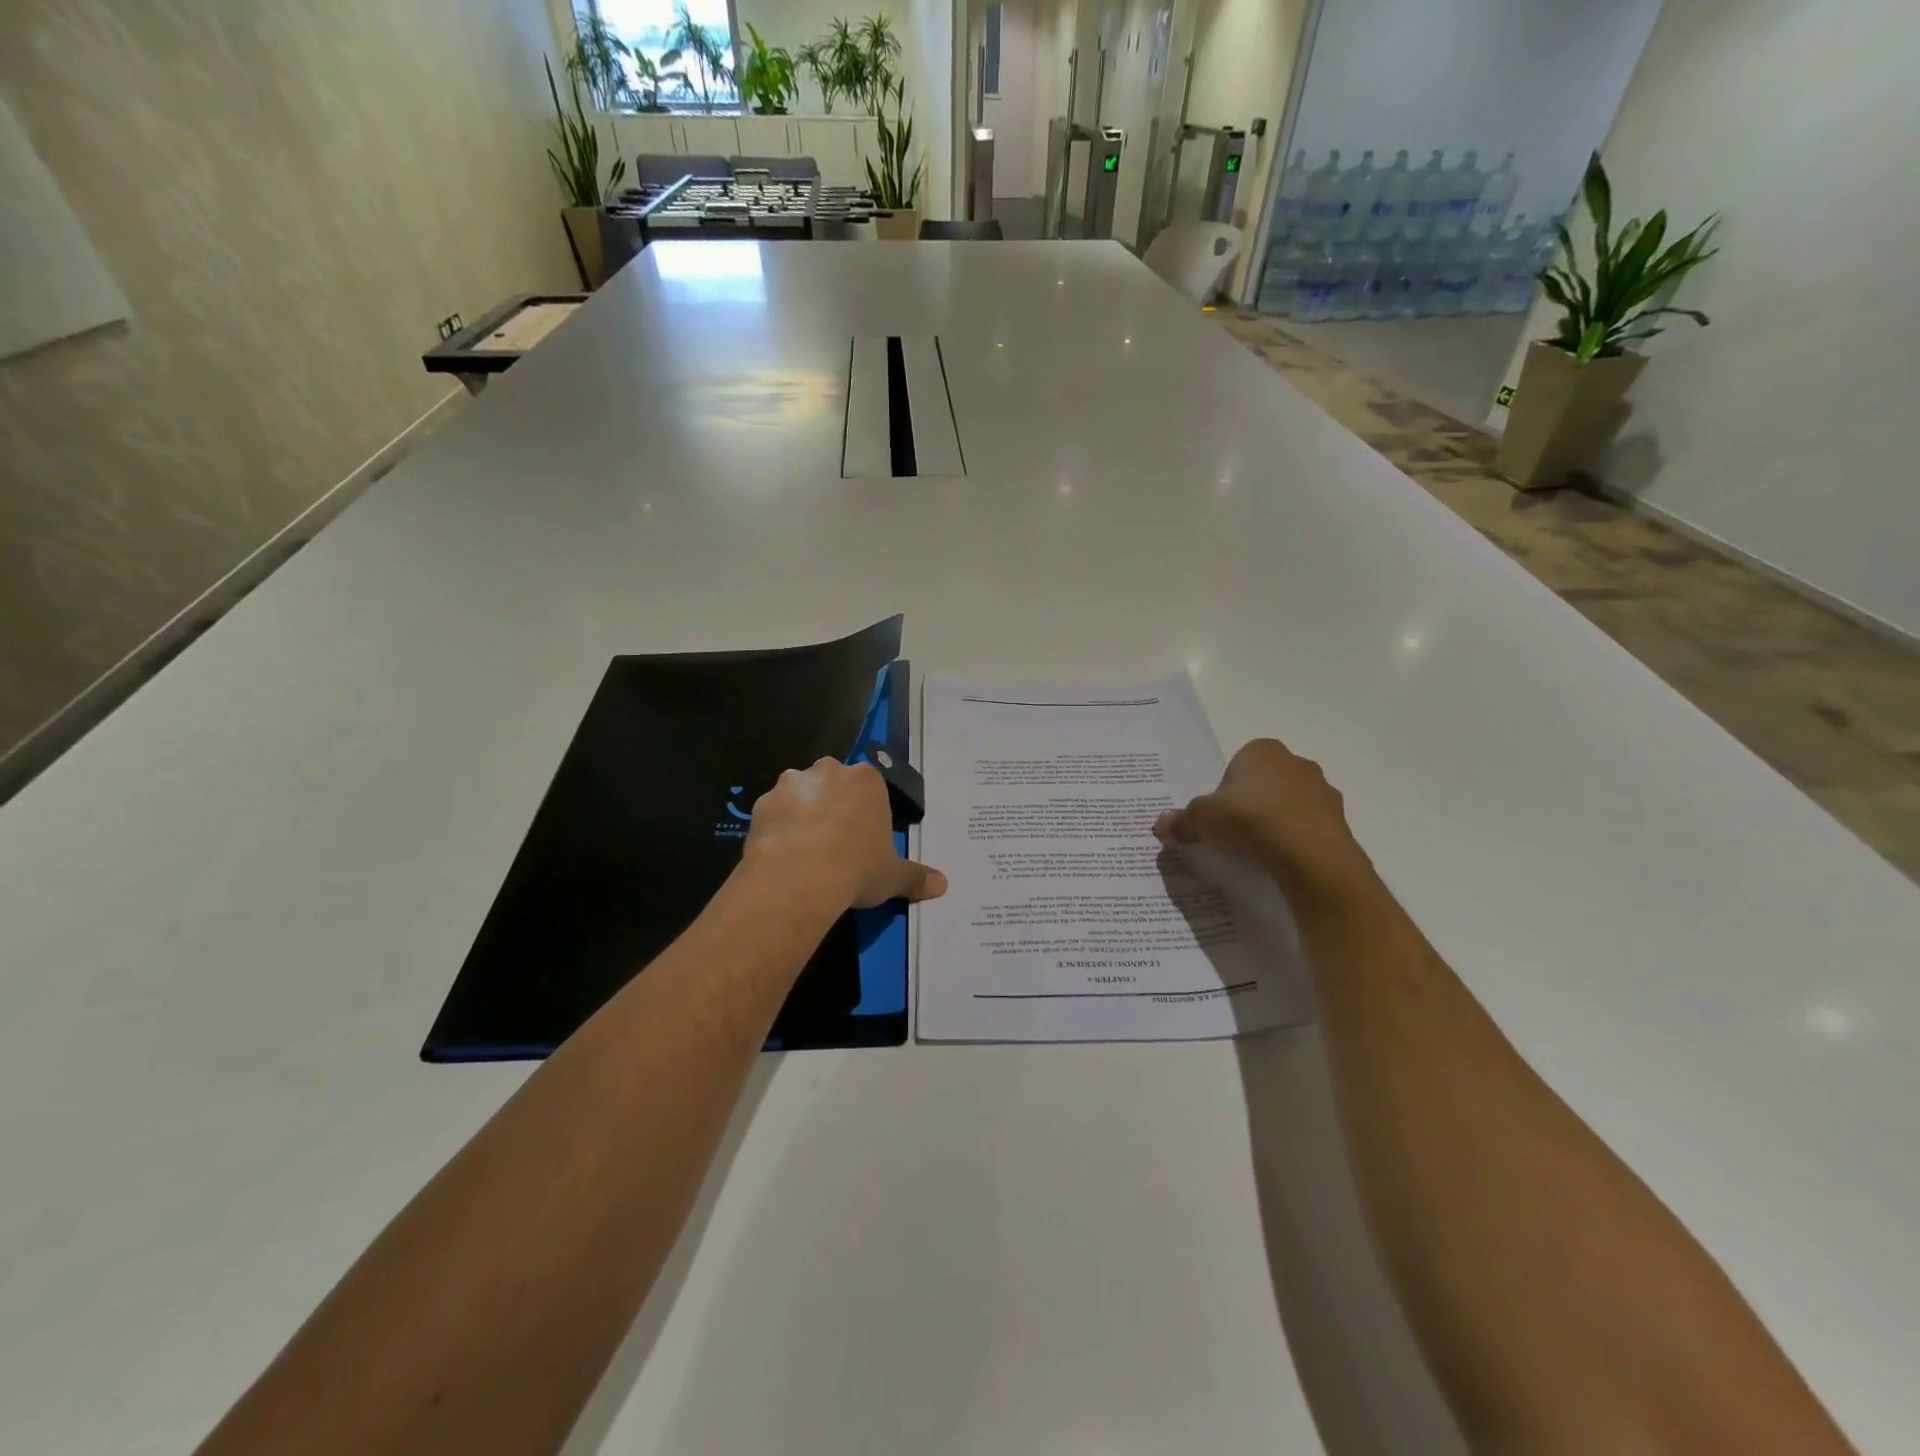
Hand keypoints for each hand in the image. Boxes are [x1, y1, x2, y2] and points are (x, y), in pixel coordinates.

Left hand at [743, 758, 947, 910]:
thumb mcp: (893, 876)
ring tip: (805, 850)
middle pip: (833, 783)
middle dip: (833, 805)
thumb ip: (917, 877)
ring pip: (800, 794)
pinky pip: (774, 813)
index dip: (867, 812)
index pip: (870, 788)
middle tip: (835, 842)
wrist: (799, 877)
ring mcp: (791, 784)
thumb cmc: (857, 868)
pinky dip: (777, 828)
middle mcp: (829, 771)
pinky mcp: (761, 803)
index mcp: (867, 780)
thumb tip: (942, 885)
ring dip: (803, 813)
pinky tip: (782, 855)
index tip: (864, 838)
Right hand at [1154, 739, 1375, 898]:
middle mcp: (1295, 761)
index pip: (1239, 763)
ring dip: (1278, 819)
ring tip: (1260, 849)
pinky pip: (1310, 825)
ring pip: (1291, 802)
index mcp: (1261, 750)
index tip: (1220, 813)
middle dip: (1253, 801)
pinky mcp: (1340, 819)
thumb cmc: (1250, 820)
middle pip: (1266, 781)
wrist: (1309, 853)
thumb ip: (1181, 821)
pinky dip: (1297, 838)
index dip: (1227, 788)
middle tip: (1236, 830)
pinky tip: (1284, 858)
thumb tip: (1160, 826)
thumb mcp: (1202, 819)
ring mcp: (1322, 790)